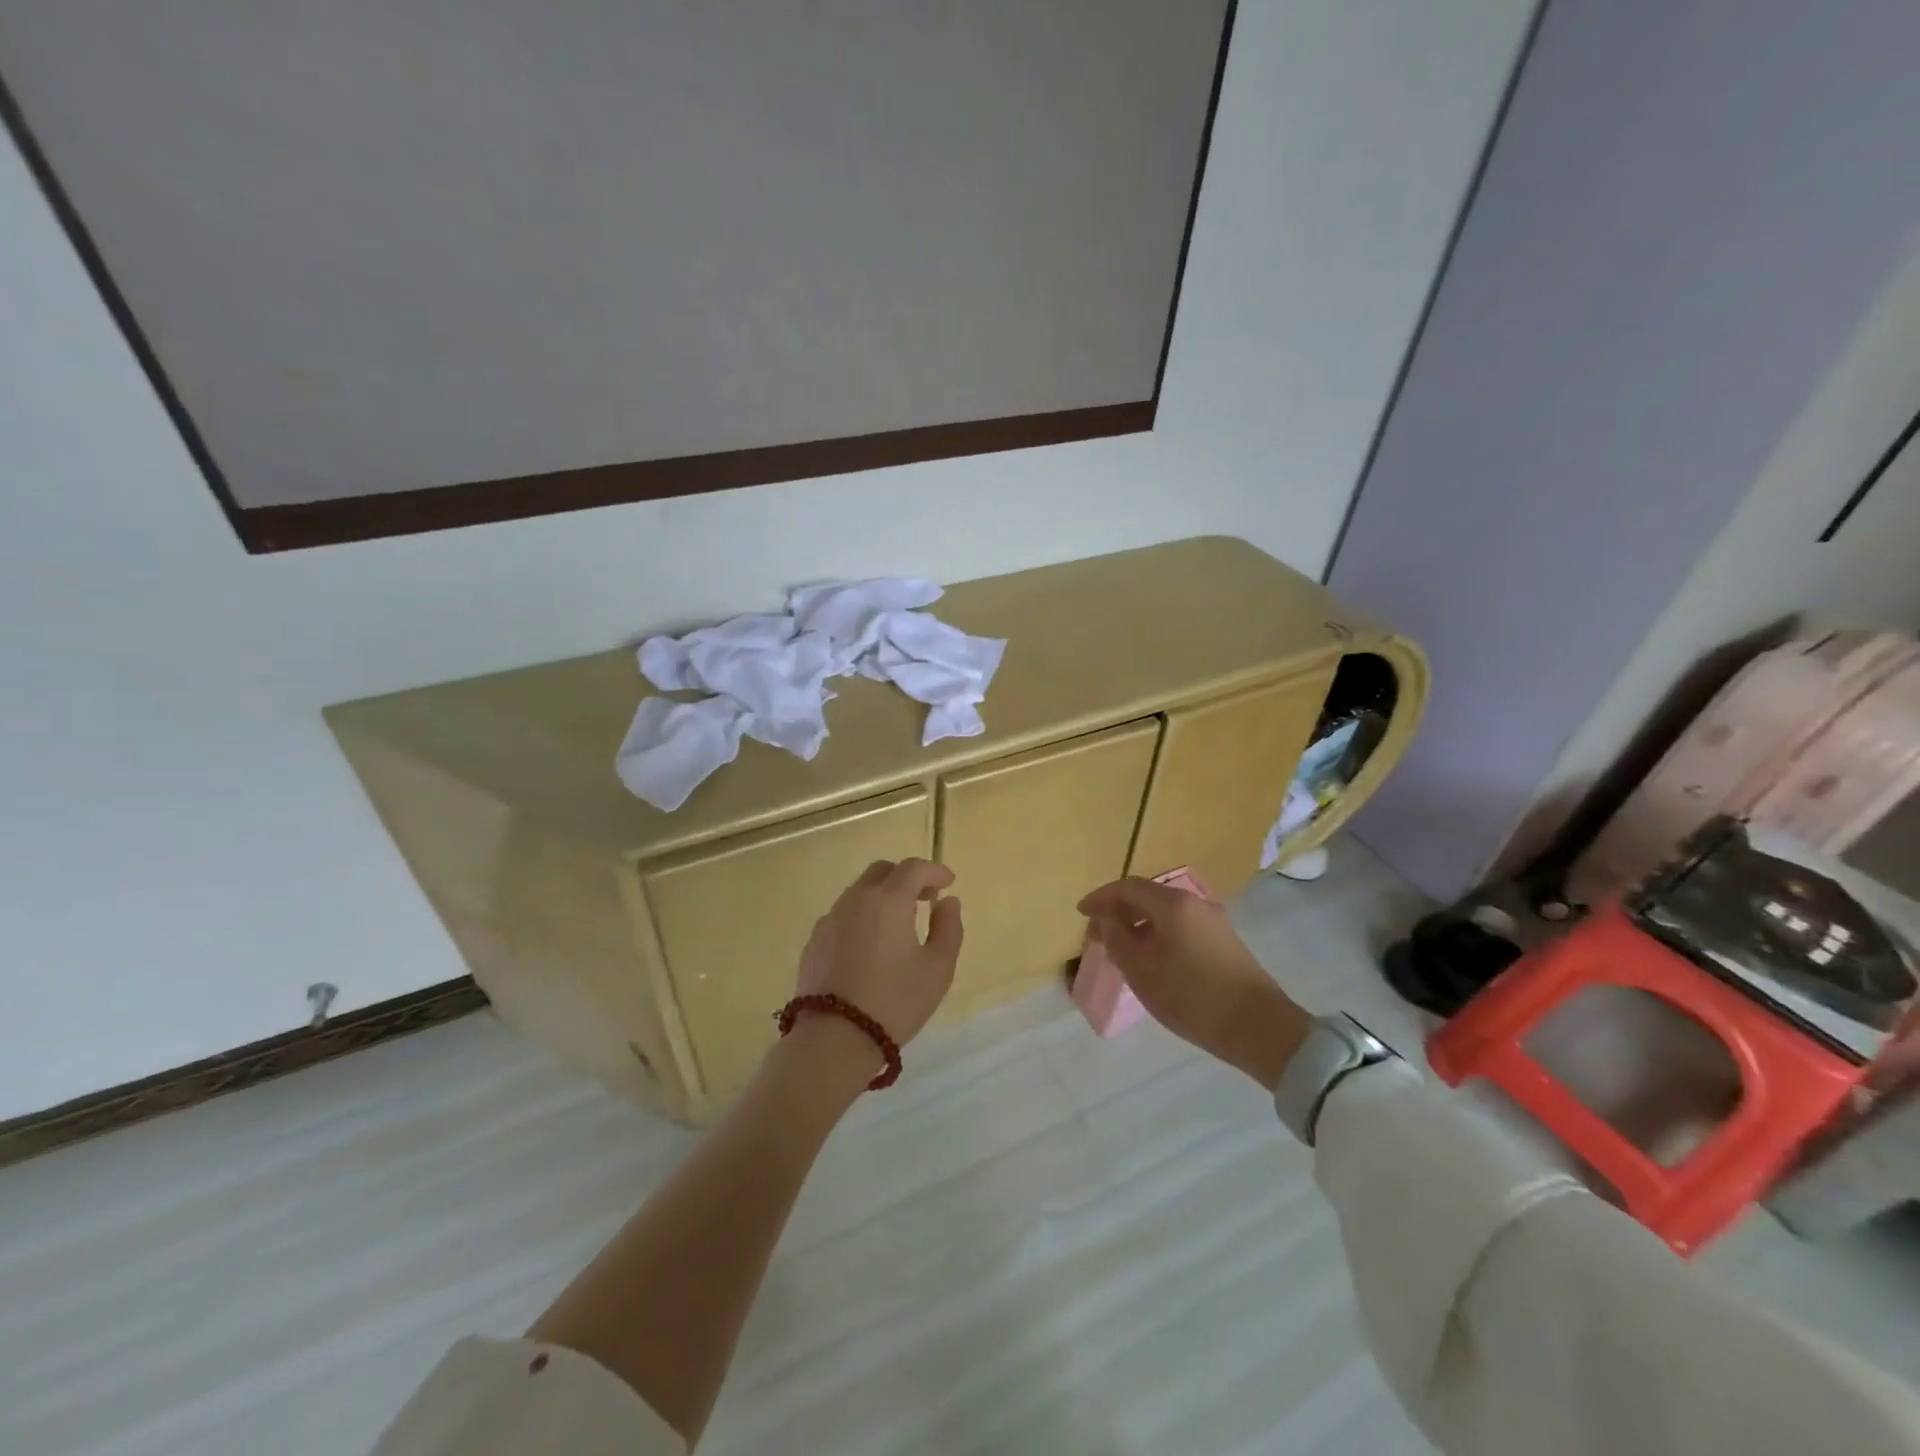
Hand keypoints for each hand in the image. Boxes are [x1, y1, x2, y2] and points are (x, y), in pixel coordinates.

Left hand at [795, 858, 963, 1052]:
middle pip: (882, 872)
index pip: (913, 868)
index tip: (948, 883)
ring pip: (859, 892)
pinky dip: (862, 917)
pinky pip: (843, 916)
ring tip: (898, 925)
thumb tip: (947, 903)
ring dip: (882, 897)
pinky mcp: (814, 941)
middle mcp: (855, 900)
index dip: (934, 870)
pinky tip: (869, 947)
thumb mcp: (937, 969)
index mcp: (888, 901)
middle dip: (906, 878)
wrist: (833, 1040)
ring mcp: (830, 920)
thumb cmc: (894, 1002)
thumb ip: (948, 928)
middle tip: (924, 900)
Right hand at [1077, 877, 1308, 1087]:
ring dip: (1139, 923)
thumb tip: (1105, 919)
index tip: (1080, 913)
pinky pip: (1180, 924)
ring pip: (1165, 911)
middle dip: (1119, 910)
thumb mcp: (1141, 971)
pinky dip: (1158, 932)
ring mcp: (1212, 919)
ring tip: (1121, 948)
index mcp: (1171, 904)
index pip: (1127, 887)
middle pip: (1147, 895)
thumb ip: (1116, 939)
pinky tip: (1152, 958)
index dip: (1100, 898)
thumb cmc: (1192, 997)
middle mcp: (1193, 902)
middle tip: (1098, 933)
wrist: (1258, 1027)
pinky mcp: (1224, 939)